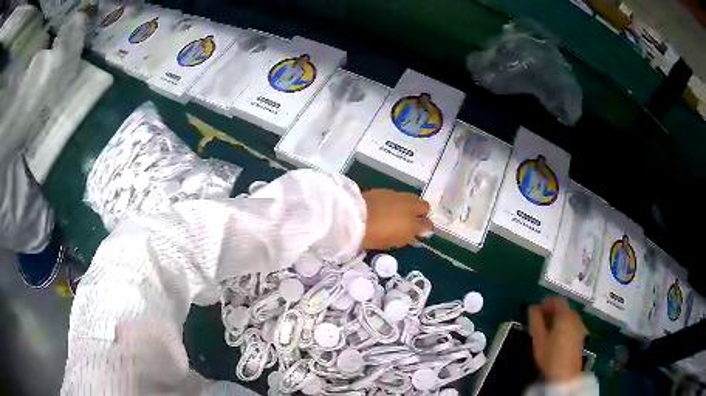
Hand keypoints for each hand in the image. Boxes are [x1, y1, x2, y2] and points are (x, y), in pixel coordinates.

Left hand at [361, 189, 431, 249]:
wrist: (353, 218)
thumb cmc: (372, 237)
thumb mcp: (392, 243)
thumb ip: (406, 237)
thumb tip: (415, 235)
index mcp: (412, 225)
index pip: (427, 225)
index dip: (425, 229)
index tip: (420, 233)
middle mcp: (409, 208)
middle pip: (424, 206)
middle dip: (421, 213)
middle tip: (413, 221)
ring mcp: (398, 197)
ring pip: (412, 198)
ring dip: (410, 205)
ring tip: (400, 213)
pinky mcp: (386, 190)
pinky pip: (398, 195)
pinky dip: (396, 201)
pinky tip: (388, 207)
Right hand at [528, 297, 587, 382]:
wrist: (566, 374)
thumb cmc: (550, 356)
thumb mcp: (538, 339)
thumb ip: (535, 321)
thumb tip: (533, 308)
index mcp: (565, 315)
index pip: (558, 300)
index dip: (547, 301)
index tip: (538, 308)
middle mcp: (575, 317)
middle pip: (564, 308)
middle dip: (552, 311)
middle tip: (540, 320)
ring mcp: (580, 327)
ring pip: (568, 317)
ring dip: (558, 319)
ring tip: (547, 330)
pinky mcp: (581, 336)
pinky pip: (572, 325)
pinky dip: (564, 326)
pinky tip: (557, 338)